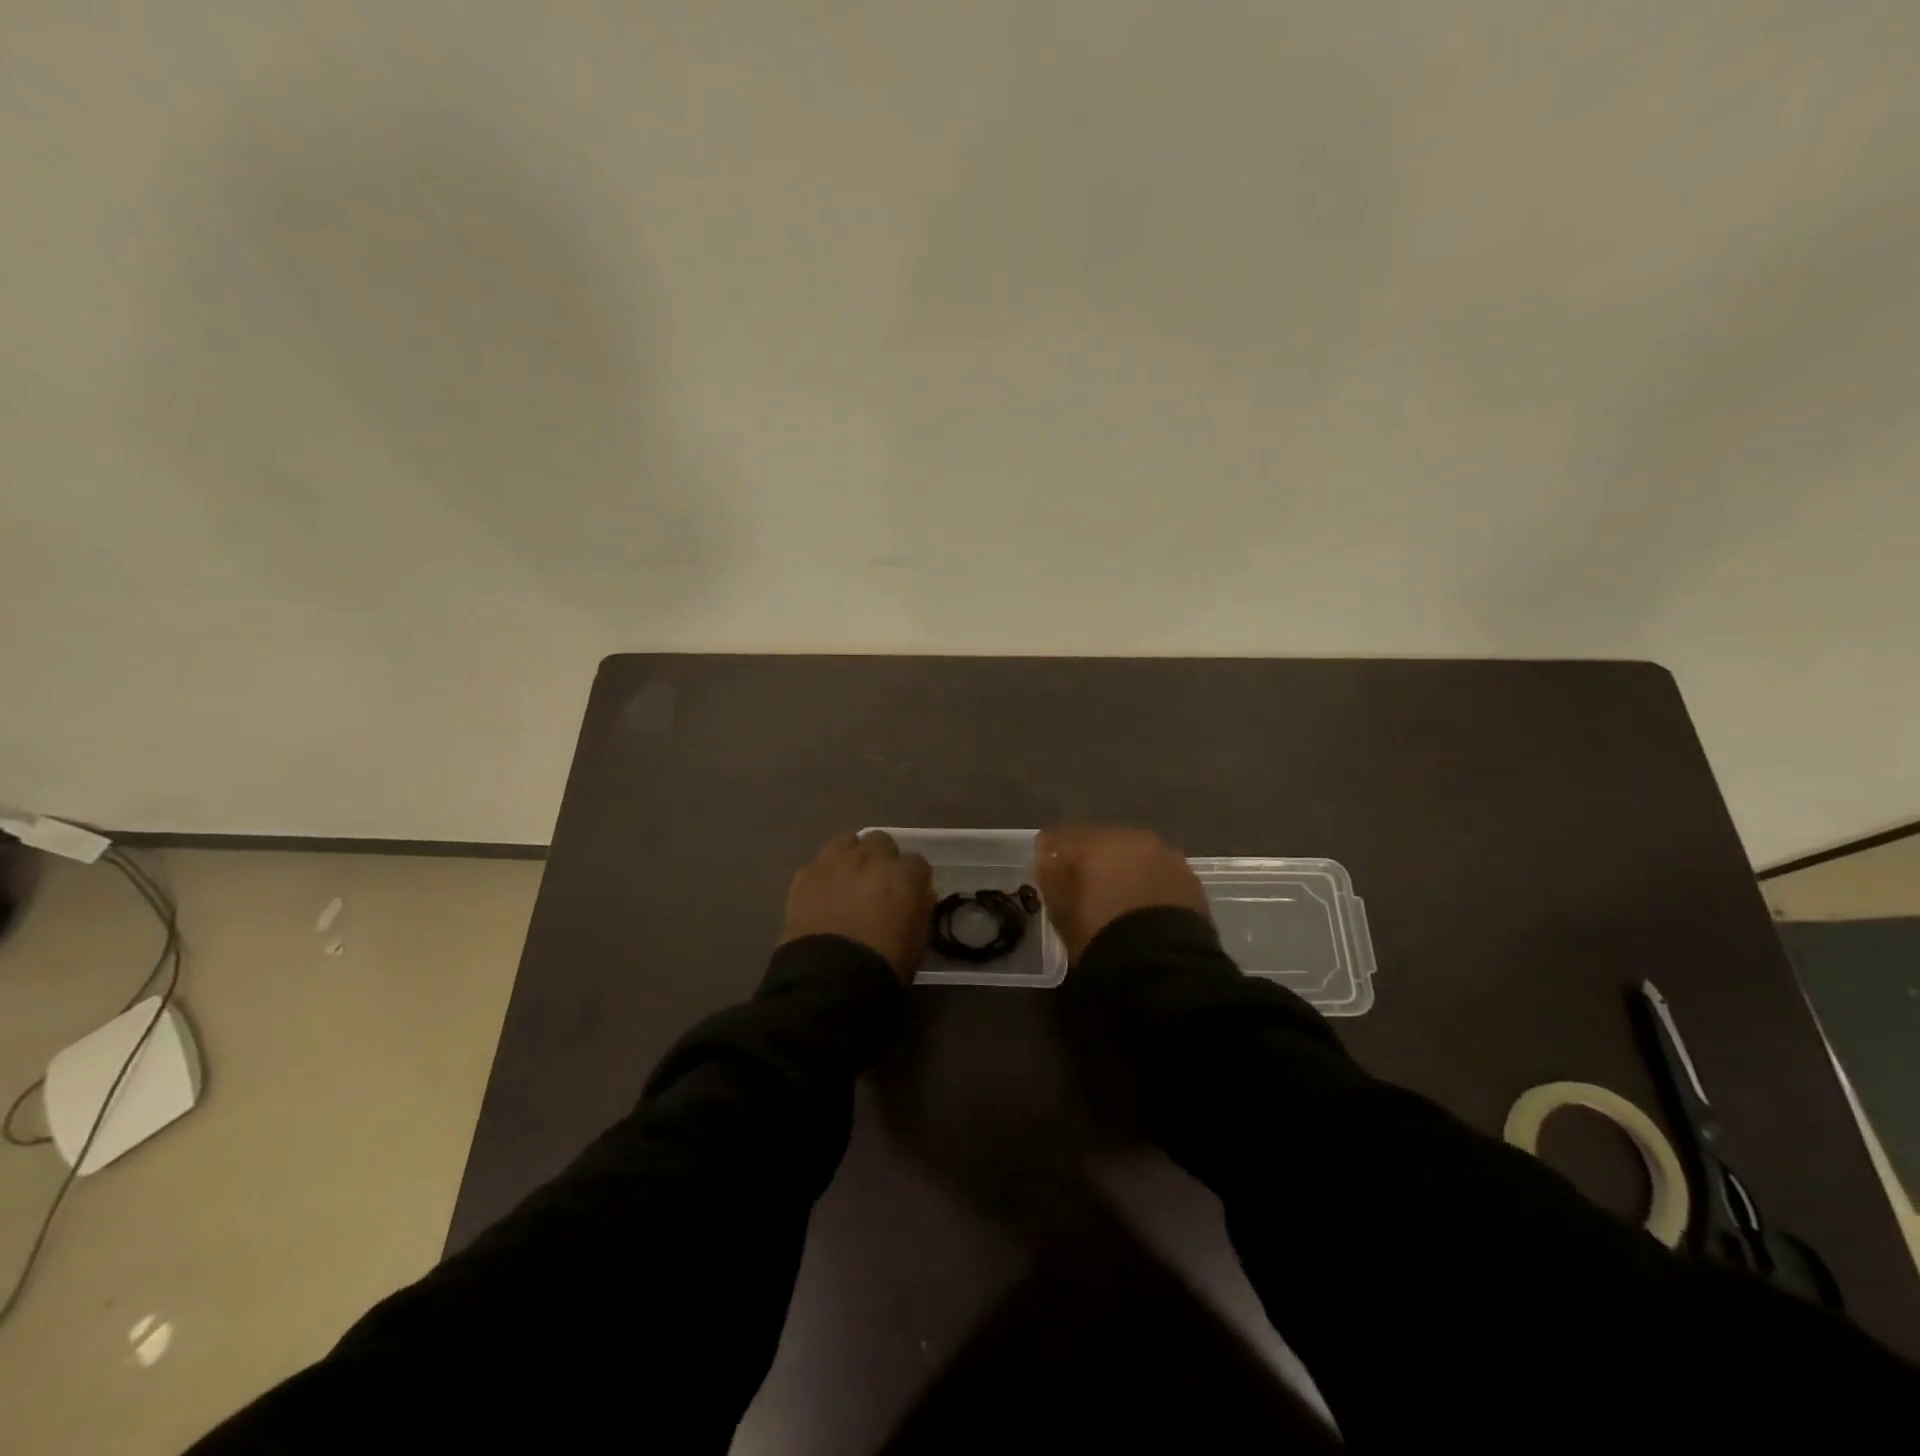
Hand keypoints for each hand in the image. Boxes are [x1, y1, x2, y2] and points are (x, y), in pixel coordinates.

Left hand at [780, 830, 934, 983]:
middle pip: (881, 841)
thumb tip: (919, 896)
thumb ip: (920, 910)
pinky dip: (823, 874)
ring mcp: (834, 864)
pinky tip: (823, 894)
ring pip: (846, 841)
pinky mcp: (804, 877)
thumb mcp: (919, 943)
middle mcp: (870, 859)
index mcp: (904, 875)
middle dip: (882, 858)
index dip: (914, 879)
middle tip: (878, 883)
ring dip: (851, 855)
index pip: (917, 862)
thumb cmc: (885, 966)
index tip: (910, 894)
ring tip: (849, 879)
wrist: (830, 981)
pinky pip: (817, 864)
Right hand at [1032, 826, 1210, 961]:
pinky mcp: (1191, 880)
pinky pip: (1160, 875)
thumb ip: (1051, 878)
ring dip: (1125, 871)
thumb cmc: (1099, 932)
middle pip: (1104, 843)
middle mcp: (1133, 838)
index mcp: (1096, 840)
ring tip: (1118, 898)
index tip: (1046, 869)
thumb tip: (1048, 859)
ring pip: (1136, 857)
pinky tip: (1144, 907)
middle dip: (1093, 860)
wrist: (1161, 963)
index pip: (1063, 837)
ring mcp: (1166, 856)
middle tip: (1084, 885)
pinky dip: (1149, 885)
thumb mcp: (1061, 910)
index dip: (1052, 853)